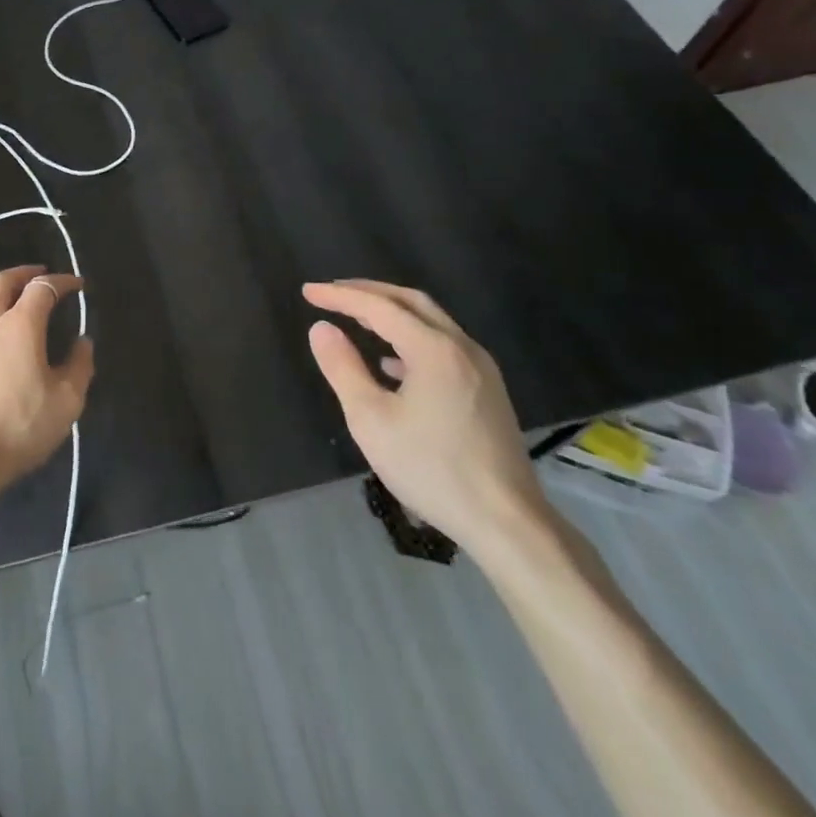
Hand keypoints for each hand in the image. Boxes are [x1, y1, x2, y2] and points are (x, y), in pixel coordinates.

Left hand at [0, 265, 93, 496]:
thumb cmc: (17, 428)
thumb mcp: (65, 403)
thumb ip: (79, 365)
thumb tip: (82, 341)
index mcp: (19, 324)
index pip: (43, 288)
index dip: (62, 282)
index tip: (77, 285)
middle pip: (2, 281)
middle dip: (24, 274)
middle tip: (38, 276)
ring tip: (8, 298)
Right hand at [304, 279, 550, 559]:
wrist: (508, 524)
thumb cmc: (432, 469)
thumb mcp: (371, 420)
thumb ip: (343, 368)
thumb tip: (321, 328)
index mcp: (433, 349)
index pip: (378, 306)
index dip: (340, 296)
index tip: (307, 291)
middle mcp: (461, 347)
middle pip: (410, 302)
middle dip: (368, 292)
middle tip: (332, 293)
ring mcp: (480, 369)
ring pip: (430, 322)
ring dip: (391, 314)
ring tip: (357, 319)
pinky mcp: (488, 391)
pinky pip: (443, 346)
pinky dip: (411, 339)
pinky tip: (391, 364)